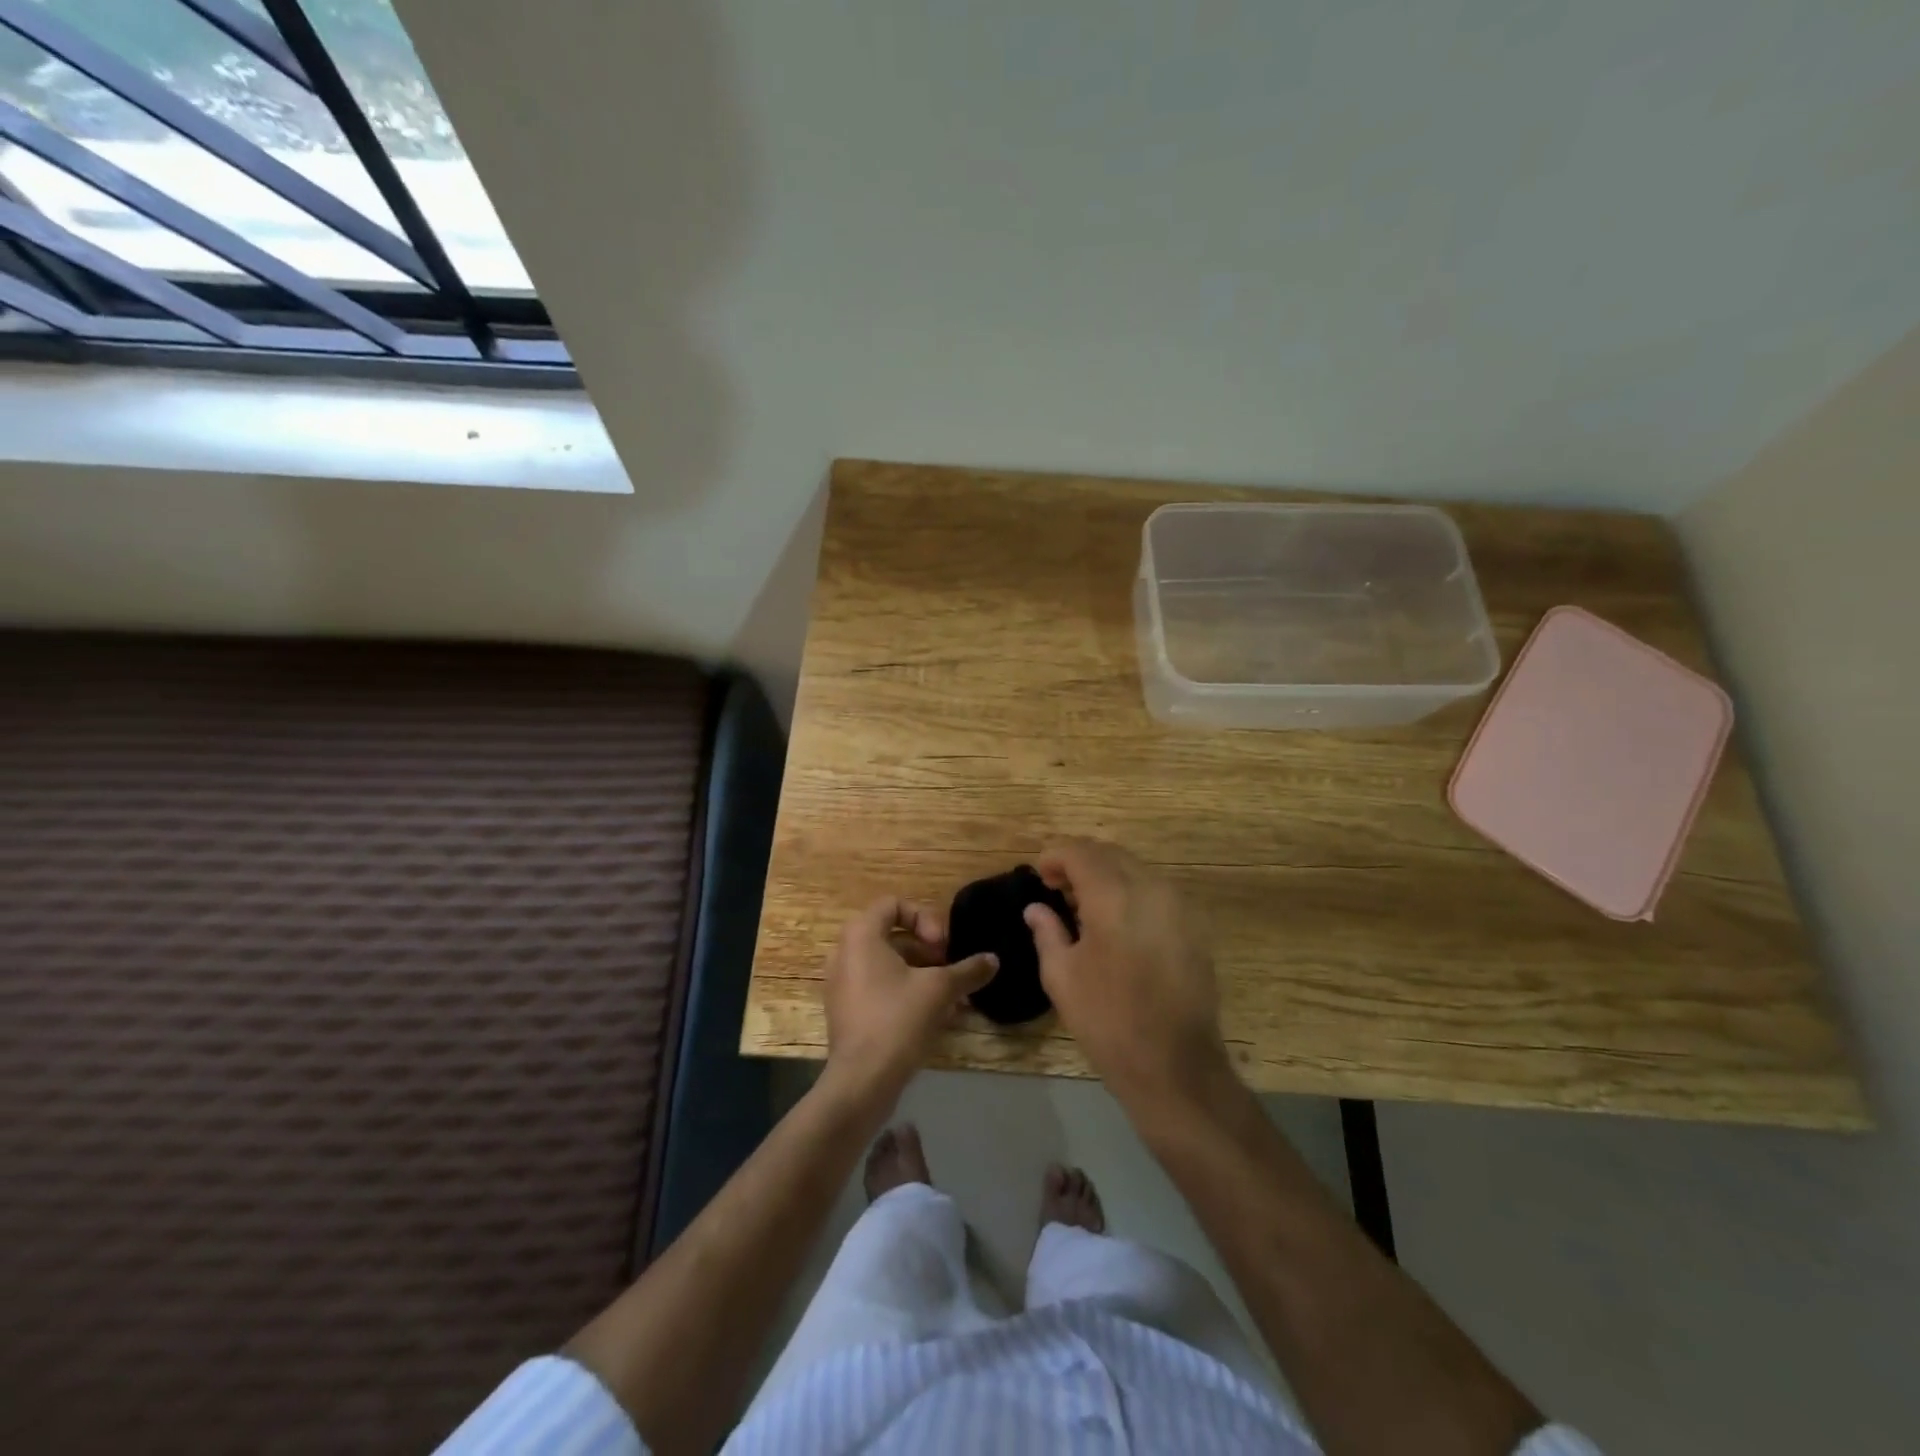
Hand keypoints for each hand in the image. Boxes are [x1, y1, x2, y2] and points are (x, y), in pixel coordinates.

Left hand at [822, 897, 998, 1098]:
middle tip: (951, 969)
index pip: (894, 905)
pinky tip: (938, 1017)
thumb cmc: (897, 1020)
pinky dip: (907, 994)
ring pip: (889, 966)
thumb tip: (993, 960)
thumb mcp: (940, 990)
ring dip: (923, 975)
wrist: (861, 1081)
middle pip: (893, 936)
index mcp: (861, 935)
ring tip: (953, 997)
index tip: (943, 945)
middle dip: (929, 951)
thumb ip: (968, 970)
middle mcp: (845, 953)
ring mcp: (843, 984)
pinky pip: (880, 989)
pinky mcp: (847, 1012)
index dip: (925, 918)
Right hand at [1025, 838, 1231, 1107]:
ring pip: (1136, 869)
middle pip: (1110, 854)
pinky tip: (1117, 924)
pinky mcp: (1194, 926)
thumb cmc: (1108, 1020)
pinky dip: (1131, 893)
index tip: (1040, 876)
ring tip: (1085, 906)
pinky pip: (1156, 891)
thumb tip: (1037, 908)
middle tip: (1057, 888)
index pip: (1079, 851)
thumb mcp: (1062, 976)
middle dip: (1080, 862)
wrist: (1176, 1065)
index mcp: (1113, 895)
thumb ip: (1047, 931)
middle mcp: (1150, 888)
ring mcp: (1178, 905)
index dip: (1054, 856)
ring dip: (1107, 875)